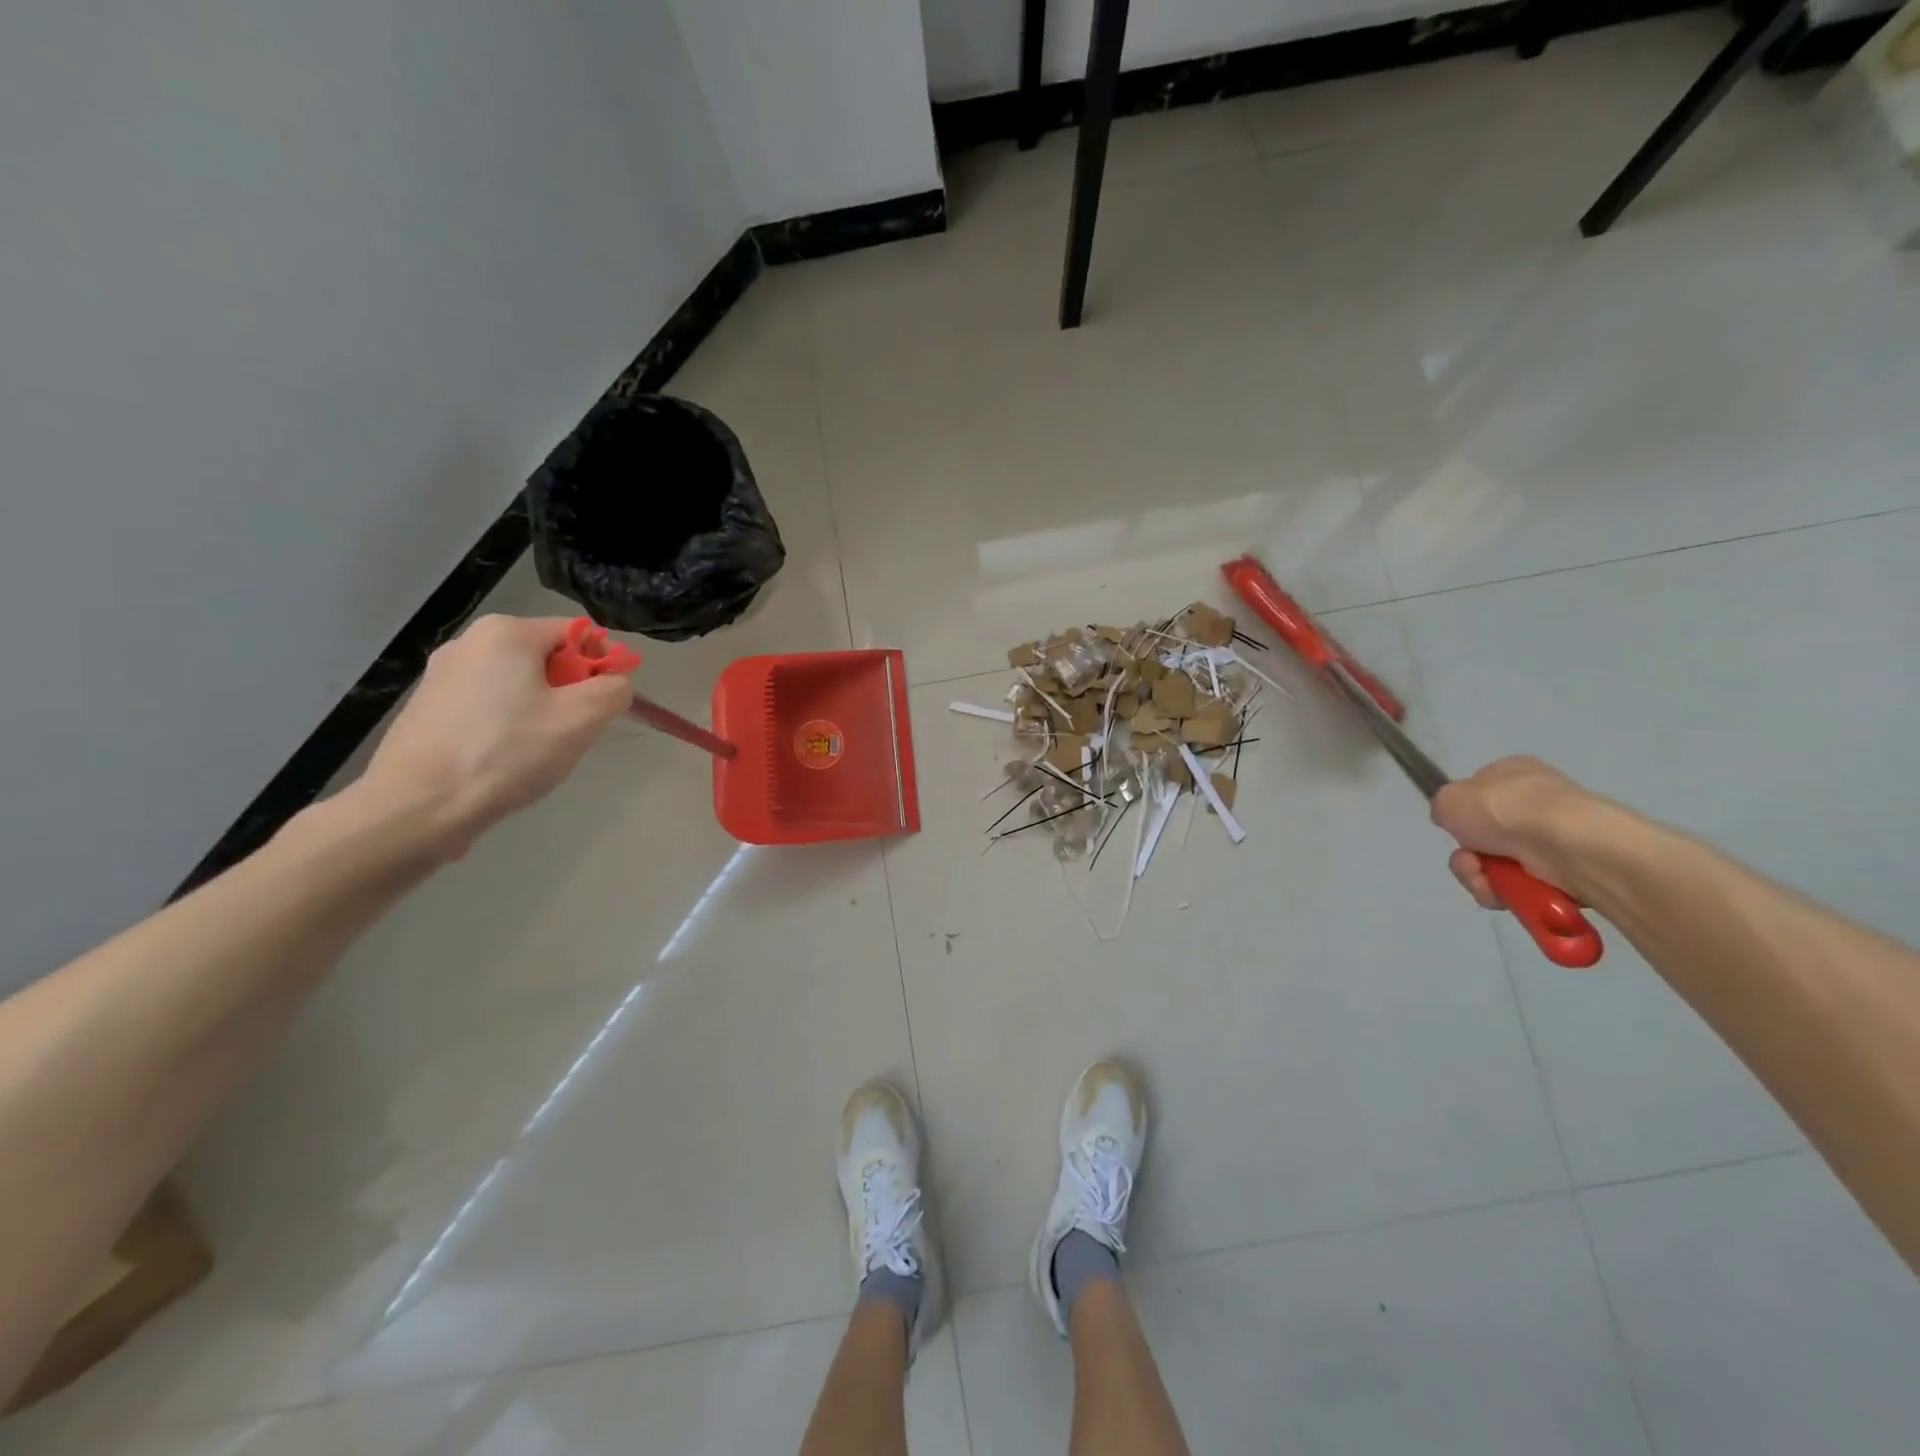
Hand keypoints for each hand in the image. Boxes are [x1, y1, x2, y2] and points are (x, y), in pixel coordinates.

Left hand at [358, 615, 631, 853]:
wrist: (418, 806)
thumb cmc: (507, 753)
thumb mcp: (581, 719)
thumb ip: (613, 690)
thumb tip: (614, 682)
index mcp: (506, 632)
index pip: (579, 634)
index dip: (602, 668)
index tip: (603, 708)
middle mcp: (469, 642)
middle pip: (547, 659)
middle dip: (569, 693)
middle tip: (571, 734)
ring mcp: (441, 675)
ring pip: (518, 685)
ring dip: (540, 712)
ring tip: (536, 752)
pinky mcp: (427, 708)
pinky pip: (488, 706)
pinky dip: (507, 727)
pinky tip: (503, 760)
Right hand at [1430, 756, 1605, 910]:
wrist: (1567, 845)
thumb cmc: (1506, 810)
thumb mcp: (1449, 798)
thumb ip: (1443, 807)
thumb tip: (1454, 822)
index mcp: (1514, 773)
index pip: (1478, 794)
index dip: (1461, 815)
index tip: (1456, 828)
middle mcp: (1535, 803)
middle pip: (1482, 837)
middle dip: (1468, 856)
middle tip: (1468, 861)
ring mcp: (1553, 840)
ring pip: (1495, 866)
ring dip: (1479, 877)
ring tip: (1485, 880)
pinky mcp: (1566, 873)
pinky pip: (1518, 887)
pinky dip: (1504, 893)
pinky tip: (1505, 891)